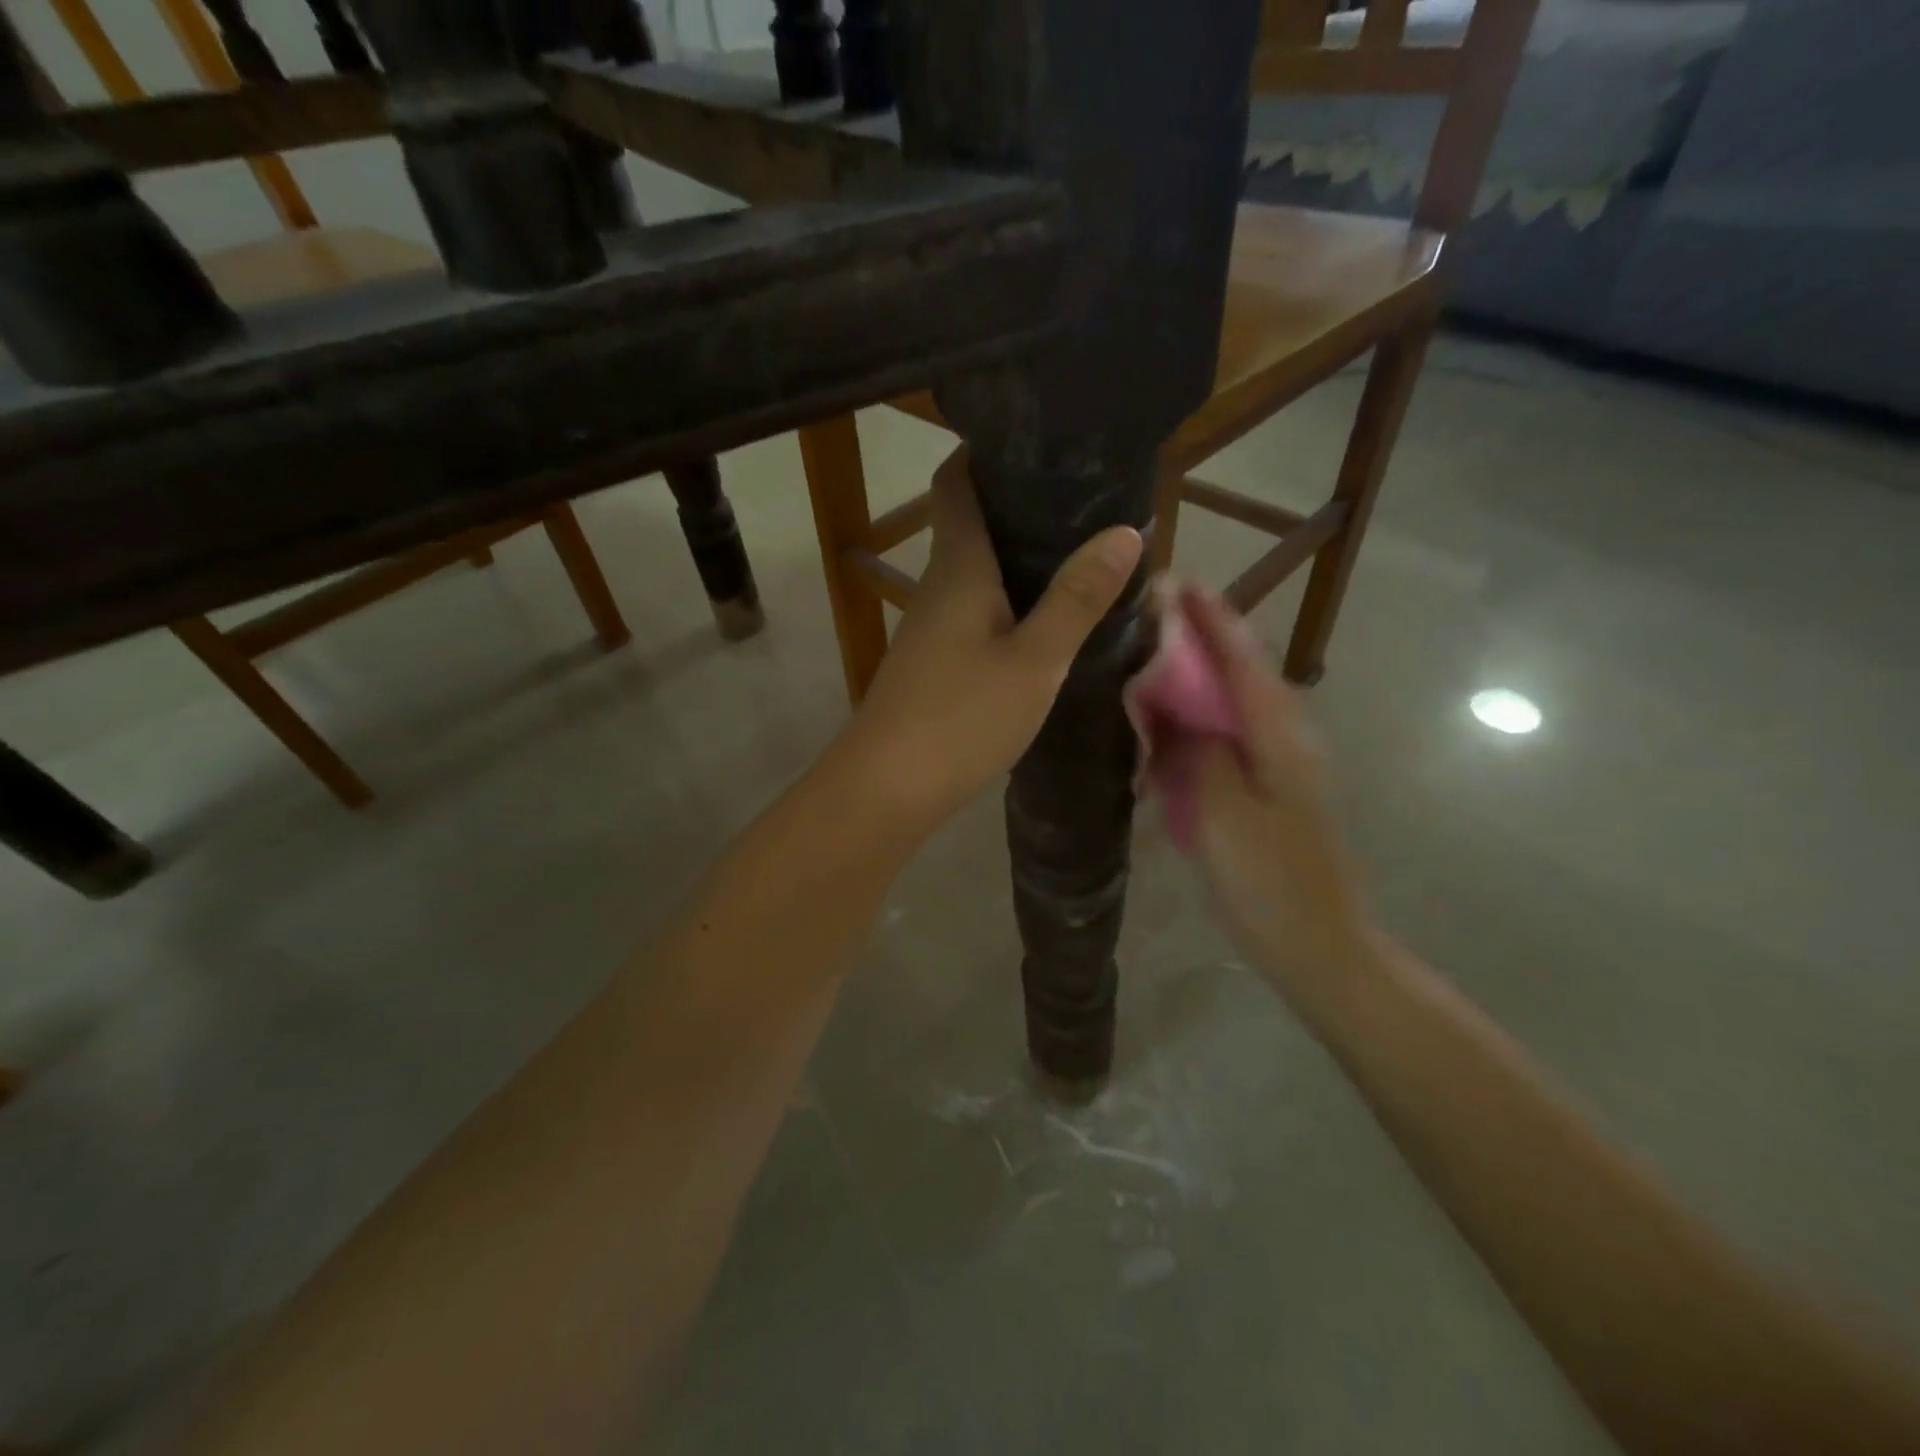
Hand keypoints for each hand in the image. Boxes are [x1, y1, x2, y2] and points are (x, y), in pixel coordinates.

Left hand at [839, 446, 1141, 834]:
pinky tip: (1040, 620)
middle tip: (1082, 499)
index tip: (1034, 440)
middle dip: (1018, 506)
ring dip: (1015, 559)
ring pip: (973, 572)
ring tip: (1075, 554)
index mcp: (958, 567)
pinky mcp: (931, 662)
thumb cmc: (962, 715)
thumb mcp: (1035, 660)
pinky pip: (972, 612)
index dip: (983, 452)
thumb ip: (1077, 599)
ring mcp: (929, 627)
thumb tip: (1124, 532)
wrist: (887, 787)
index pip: (956, 483)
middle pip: (969, 524)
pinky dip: (1006, 601)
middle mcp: (937, 586)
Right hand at [1168, 586, 1373, 1003]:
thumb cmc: (1272, 883)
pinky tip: (1158, 734)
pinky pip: (1220, 743)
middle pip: (1236, 673)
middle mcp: (1282, 738)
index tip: (1171, 581)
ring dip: (1189, 682)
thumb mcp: (1224, 814)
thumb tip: (1166, 705)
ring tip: (1140, 666)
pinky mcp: (1262, 792)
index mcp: (1278, 735)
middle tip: (1141, 622)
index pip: (1241, 657)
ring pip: (1226, 707)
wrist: (1320, 948)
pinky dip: (1189, 726)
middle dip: (1194, 640)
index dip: (1208, 616)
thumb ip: (1194, 751)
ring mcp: (1274, 767)